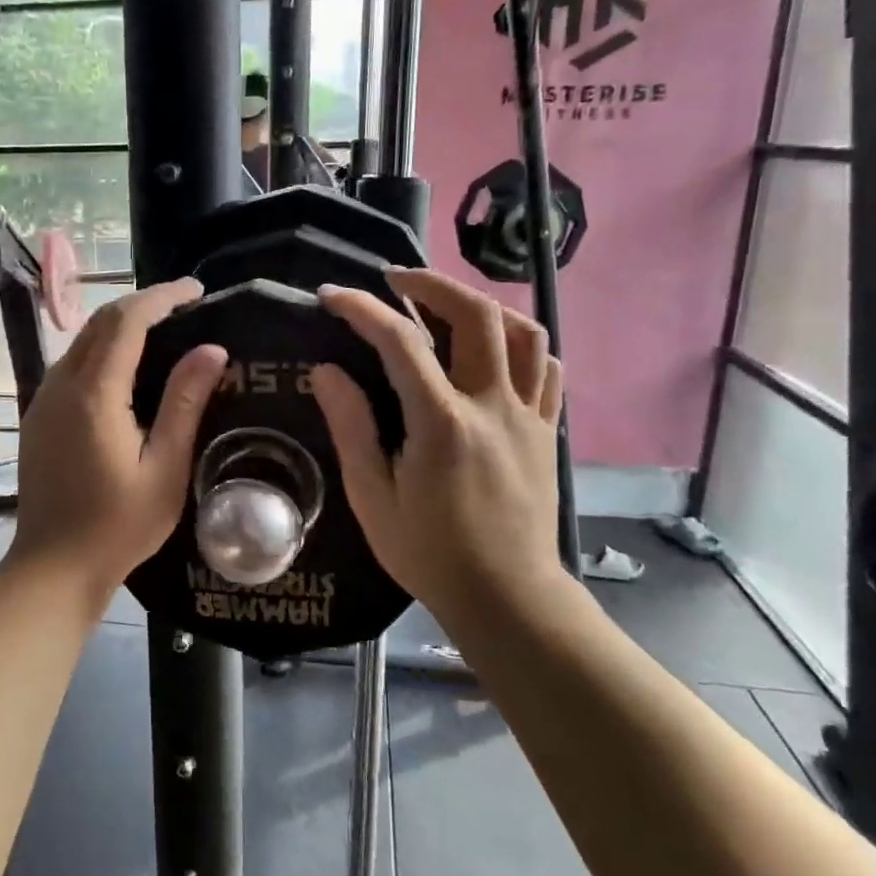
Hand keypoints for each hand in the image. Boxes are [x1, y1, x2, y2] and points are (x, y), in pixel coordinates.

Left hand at [9, 279, 227, 595]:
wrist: (52, 567)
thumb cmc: (117, 526)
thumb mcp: (165, 469)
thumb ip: (185, 405)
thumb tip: (212, 350)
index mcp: (94, 395)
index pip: (126, 322)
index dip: (162, 297)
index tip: (195, 289)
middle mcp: (61, 385)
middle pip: (100, 323)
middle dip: (142, 304)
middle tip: (185, 306)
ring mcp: (43, 400)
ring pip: (82, 341)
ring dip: (120, 325)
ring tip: (163, 330)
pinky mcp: (38, 416)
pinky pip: (71, 364)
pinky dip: (102, 349)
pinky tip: (126, 367)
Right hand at [311, 269, 573, 630]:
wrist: (506, 596)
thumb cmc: (429, 552)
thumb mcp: (372, 496)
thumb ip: (351, 427)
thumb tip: (328, 370)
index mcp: (442, 422)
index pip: (401, 342)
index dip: (363, 309)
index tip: (333, 295)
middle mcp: (492, 405)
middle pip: (476, 314)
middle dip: (432, 283)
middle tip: (396, 280)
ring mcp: (528, 415)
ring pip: (524, 332)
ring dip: (482, 304)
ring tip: (448, 305)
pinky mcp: (547, 430)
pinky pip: (546, 367)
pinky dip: (520, 343)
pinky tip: (495, 350)